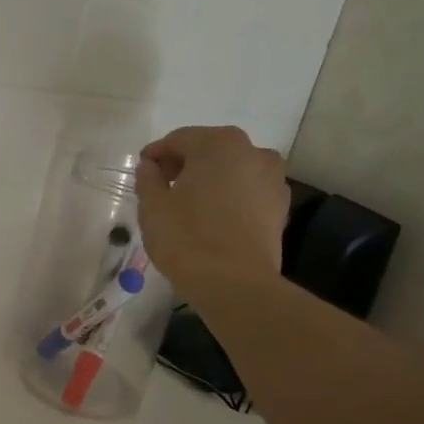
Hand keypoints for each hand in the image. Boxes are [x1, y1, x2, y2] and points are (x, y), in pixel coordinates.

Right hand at [137, 126, 291, 302]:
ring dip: (210, 180)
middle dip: (185, 165)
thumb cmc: (186, 239)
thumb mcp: (153, 208)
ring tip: (189, 205)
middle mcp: (253, 152)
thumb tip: (150, 167)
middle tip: (163, 187)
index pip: (179, 139)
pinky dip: (230, 198)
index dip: (156, 154)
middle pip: (210, 150)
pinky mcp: (281, 207)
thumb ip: (148, 179)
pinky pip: (248, 192)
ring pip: (232, 171)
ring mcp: (273, 179)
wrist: (235, 284)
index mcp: (218, 144)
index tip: (142, 170)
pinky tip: (213, 219)